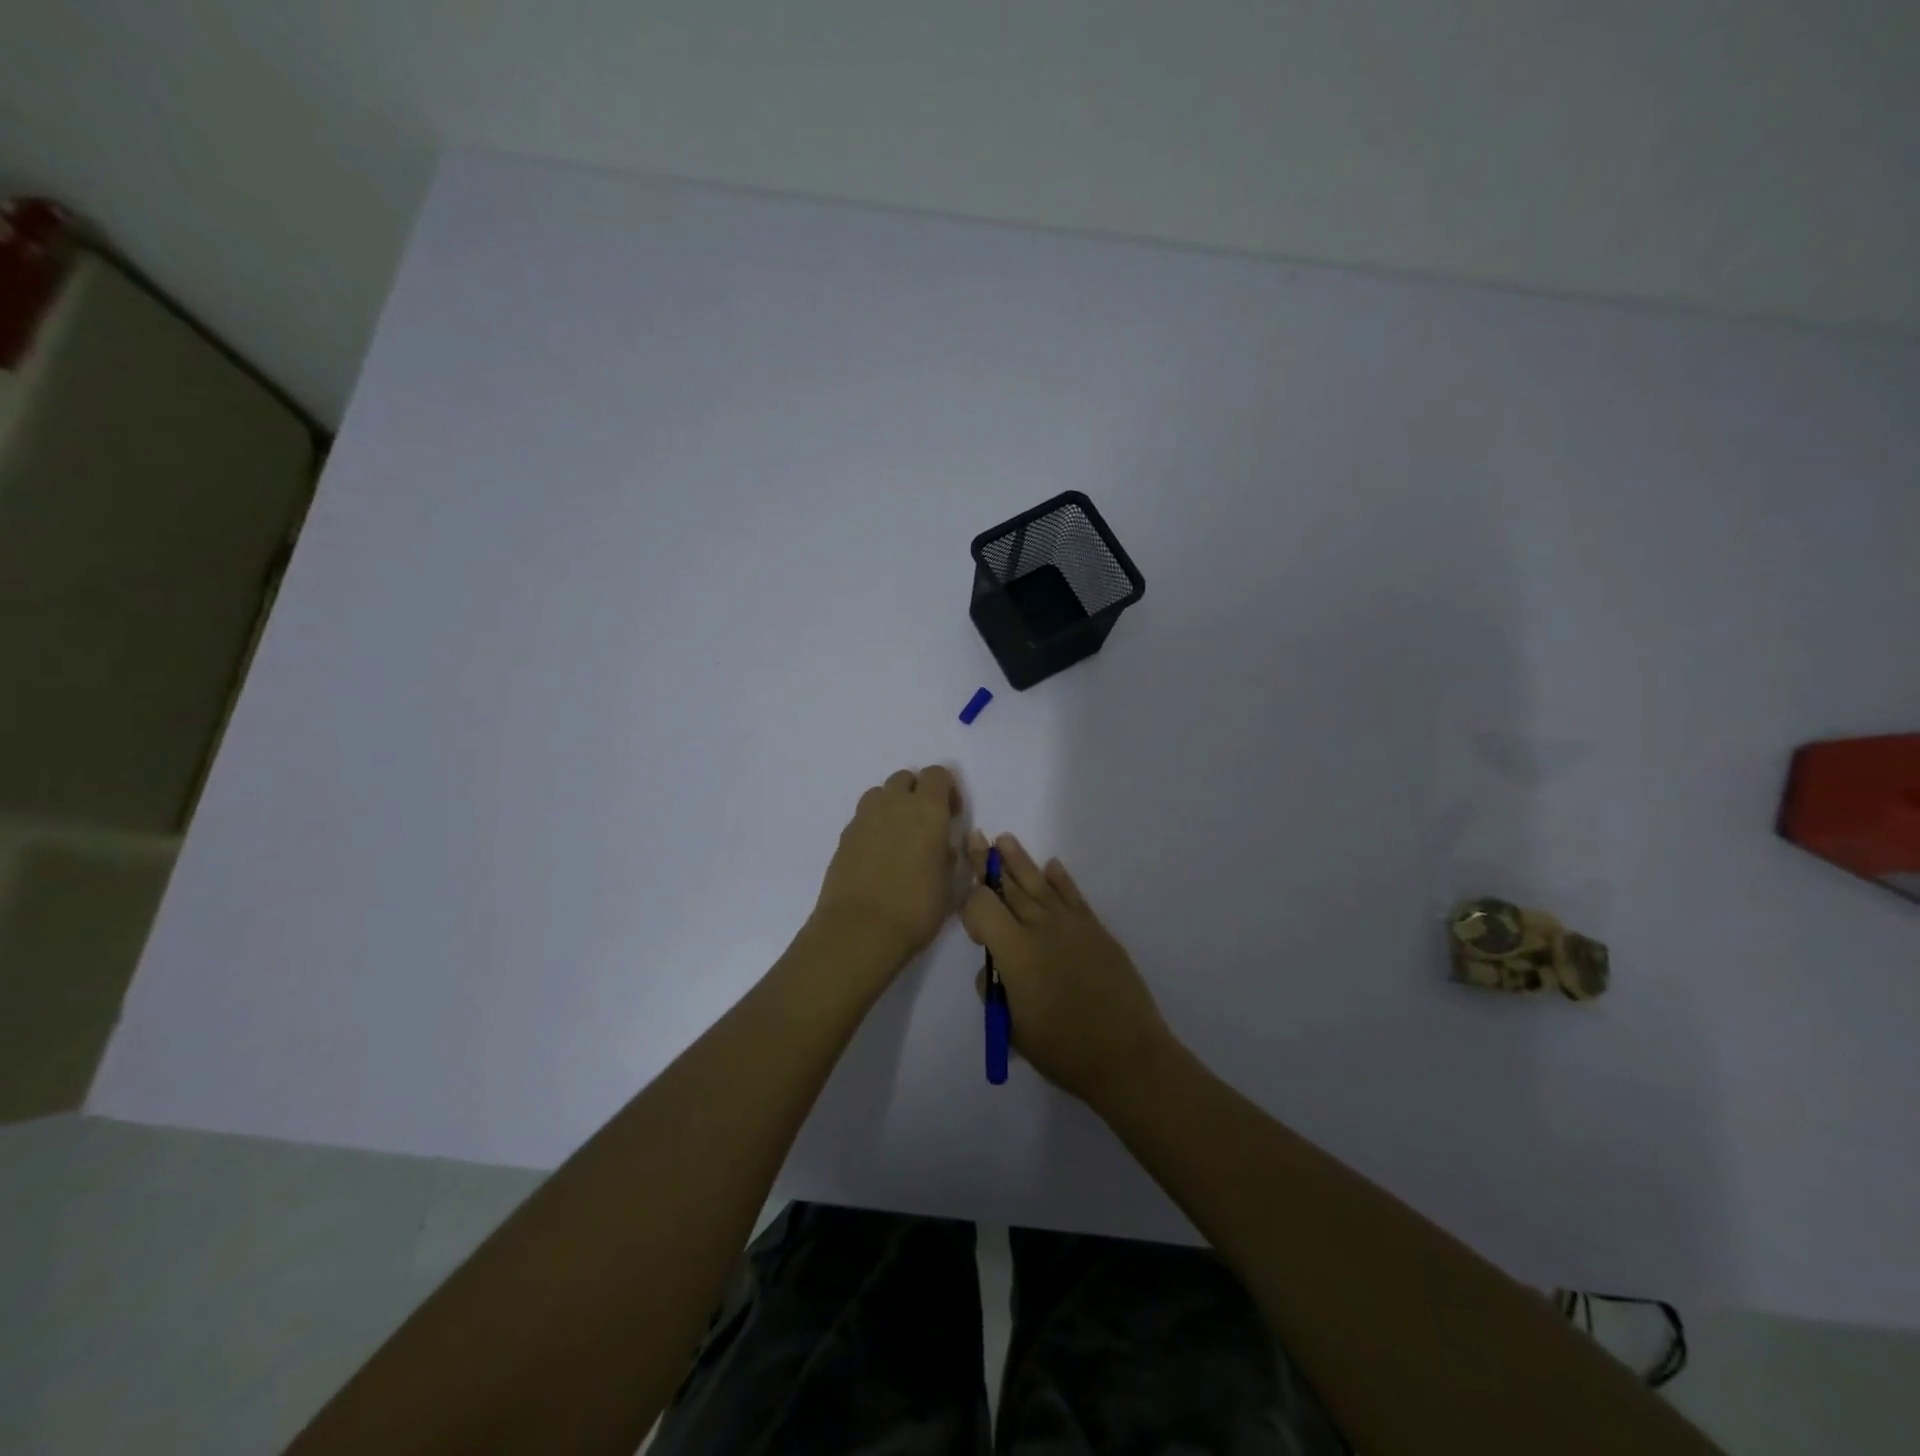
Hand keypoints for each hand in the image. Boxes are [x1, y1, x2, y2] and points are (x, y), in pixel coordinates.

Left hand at [813, 766, 961, 969]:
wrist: (860, 930)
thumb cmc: (916, 908)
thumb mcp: (949, 886)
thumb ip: (947, 857)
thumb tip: (940, 847)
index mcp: (928, 811)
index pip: (937, 774)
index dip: (947, 790)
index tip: (952, 816)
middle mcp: (894, 805)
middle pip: (905, 778)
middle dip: (917, 793)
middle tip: (925, 825)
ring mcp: (864, 818)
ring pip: (880, 794)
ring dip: (892, 805)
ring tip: (899, 837)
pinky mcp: (843, 837)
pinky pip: (863, 818)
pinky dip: (873, 827)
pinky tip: (877, 857)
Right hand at [961, 830, 1171, 1106]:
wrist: (1126, 1055)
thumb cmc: (1063, 1049)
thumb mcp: (1012, 1027)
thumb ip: (996, 991)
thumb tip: (994, 970)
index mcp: (1014, 950)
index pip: (981, 906)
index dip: (969, 907)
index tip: (972, 926)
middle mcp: (1041, 926)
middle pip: (1008, 886)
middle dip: (988, 864)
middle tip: (975, 839)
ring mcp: (1072, 924)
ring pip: (1039, 883)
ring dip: (1019, 861)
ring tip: (1005, 839)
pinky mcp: (1096, 930)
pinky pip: (1073, 896)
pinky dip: (1061, 879)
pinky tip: (1052, 866)